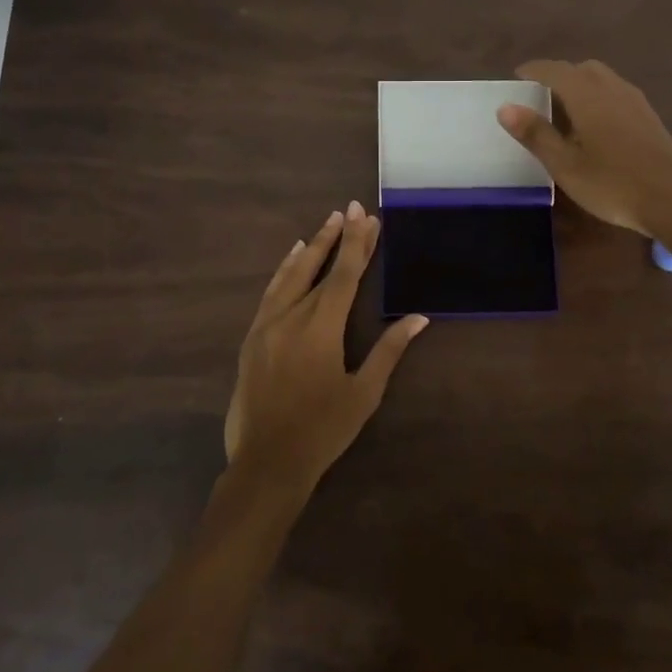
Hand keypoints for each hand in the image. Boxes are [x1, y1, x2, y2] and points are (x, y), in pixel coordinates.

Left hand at [224, 202, 427, 494]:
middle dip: (338, 238)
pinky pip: (271, 293)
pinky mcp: (253, 338)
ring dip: (311, 249)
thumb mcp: (363, 393)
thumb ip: (389, 351)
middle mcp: (292, 316)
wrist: (267, 462)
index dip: (358, 244)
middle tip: (350, 209)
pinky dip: (284, 271)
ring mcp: (267, 325)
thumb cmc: (323, 430)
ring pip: (291, 275)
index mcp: (322, 327)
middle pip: (320, 268)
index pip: (345, 275)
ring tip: (326, 226)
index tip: (367, 216)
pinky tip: (292, 260)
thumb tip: (418, 319)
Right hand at [497, 59, 671, 235]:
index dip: (533, 70)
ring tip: (563, 112)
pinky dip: (596, 97)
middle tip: (539, 97)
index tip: (516, 77)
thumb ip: (536, 134)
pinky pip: (615, 93)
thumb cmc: (614, 184)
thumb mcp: (565, 165)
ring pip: (601, 79)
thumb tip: (505, 107)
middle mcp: (612, 88)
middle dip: (557, 76)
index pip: (554, 70)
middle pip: (580, 69)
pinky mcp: (649, 116)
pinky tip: (593, 126)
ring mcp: (635, 101)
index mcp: (587, 95)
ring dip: (579, 85)